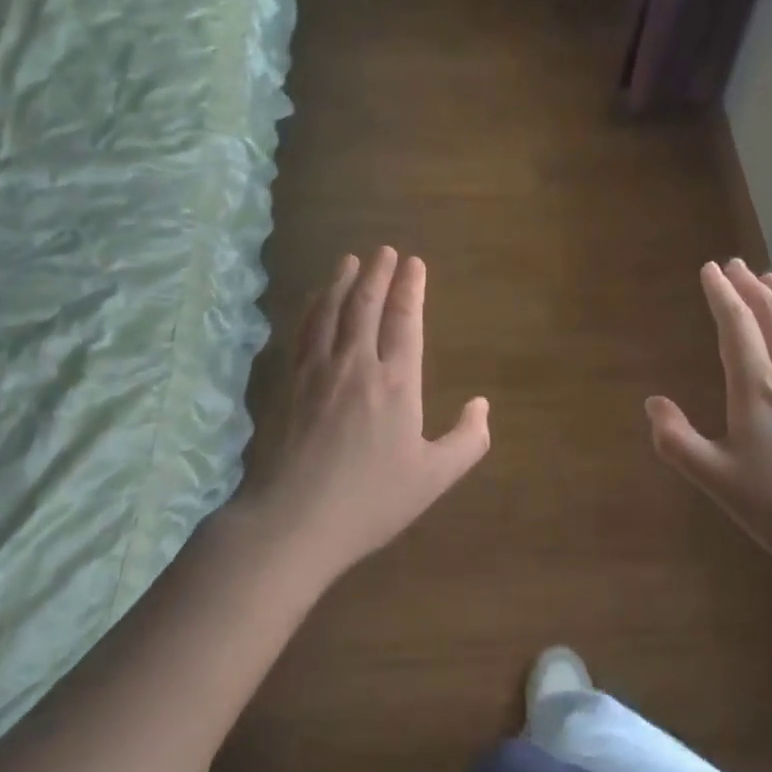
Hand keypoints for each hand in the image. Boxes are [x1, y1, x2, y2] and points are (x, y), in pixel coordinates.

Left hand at [242, 248, 490, 581]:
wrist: (293, 521)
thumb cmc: (370, 501)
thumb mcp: (434, 478)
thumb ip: (467, 440)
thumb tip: (482, 405)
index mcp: (396, 383)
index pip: (405, 321)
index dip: (411, 288)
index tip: (414, 263)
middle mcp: (356, 365)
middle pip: (366, 305)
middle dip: (378, 273)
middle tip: (385, 250)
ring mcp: (317, 371)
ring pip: (332, 311)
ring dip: (343, 281)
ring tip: (351, 260)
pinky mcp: (289, 383)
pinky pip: (303, 332)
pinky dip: (313, 307)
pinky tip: (315, 299)